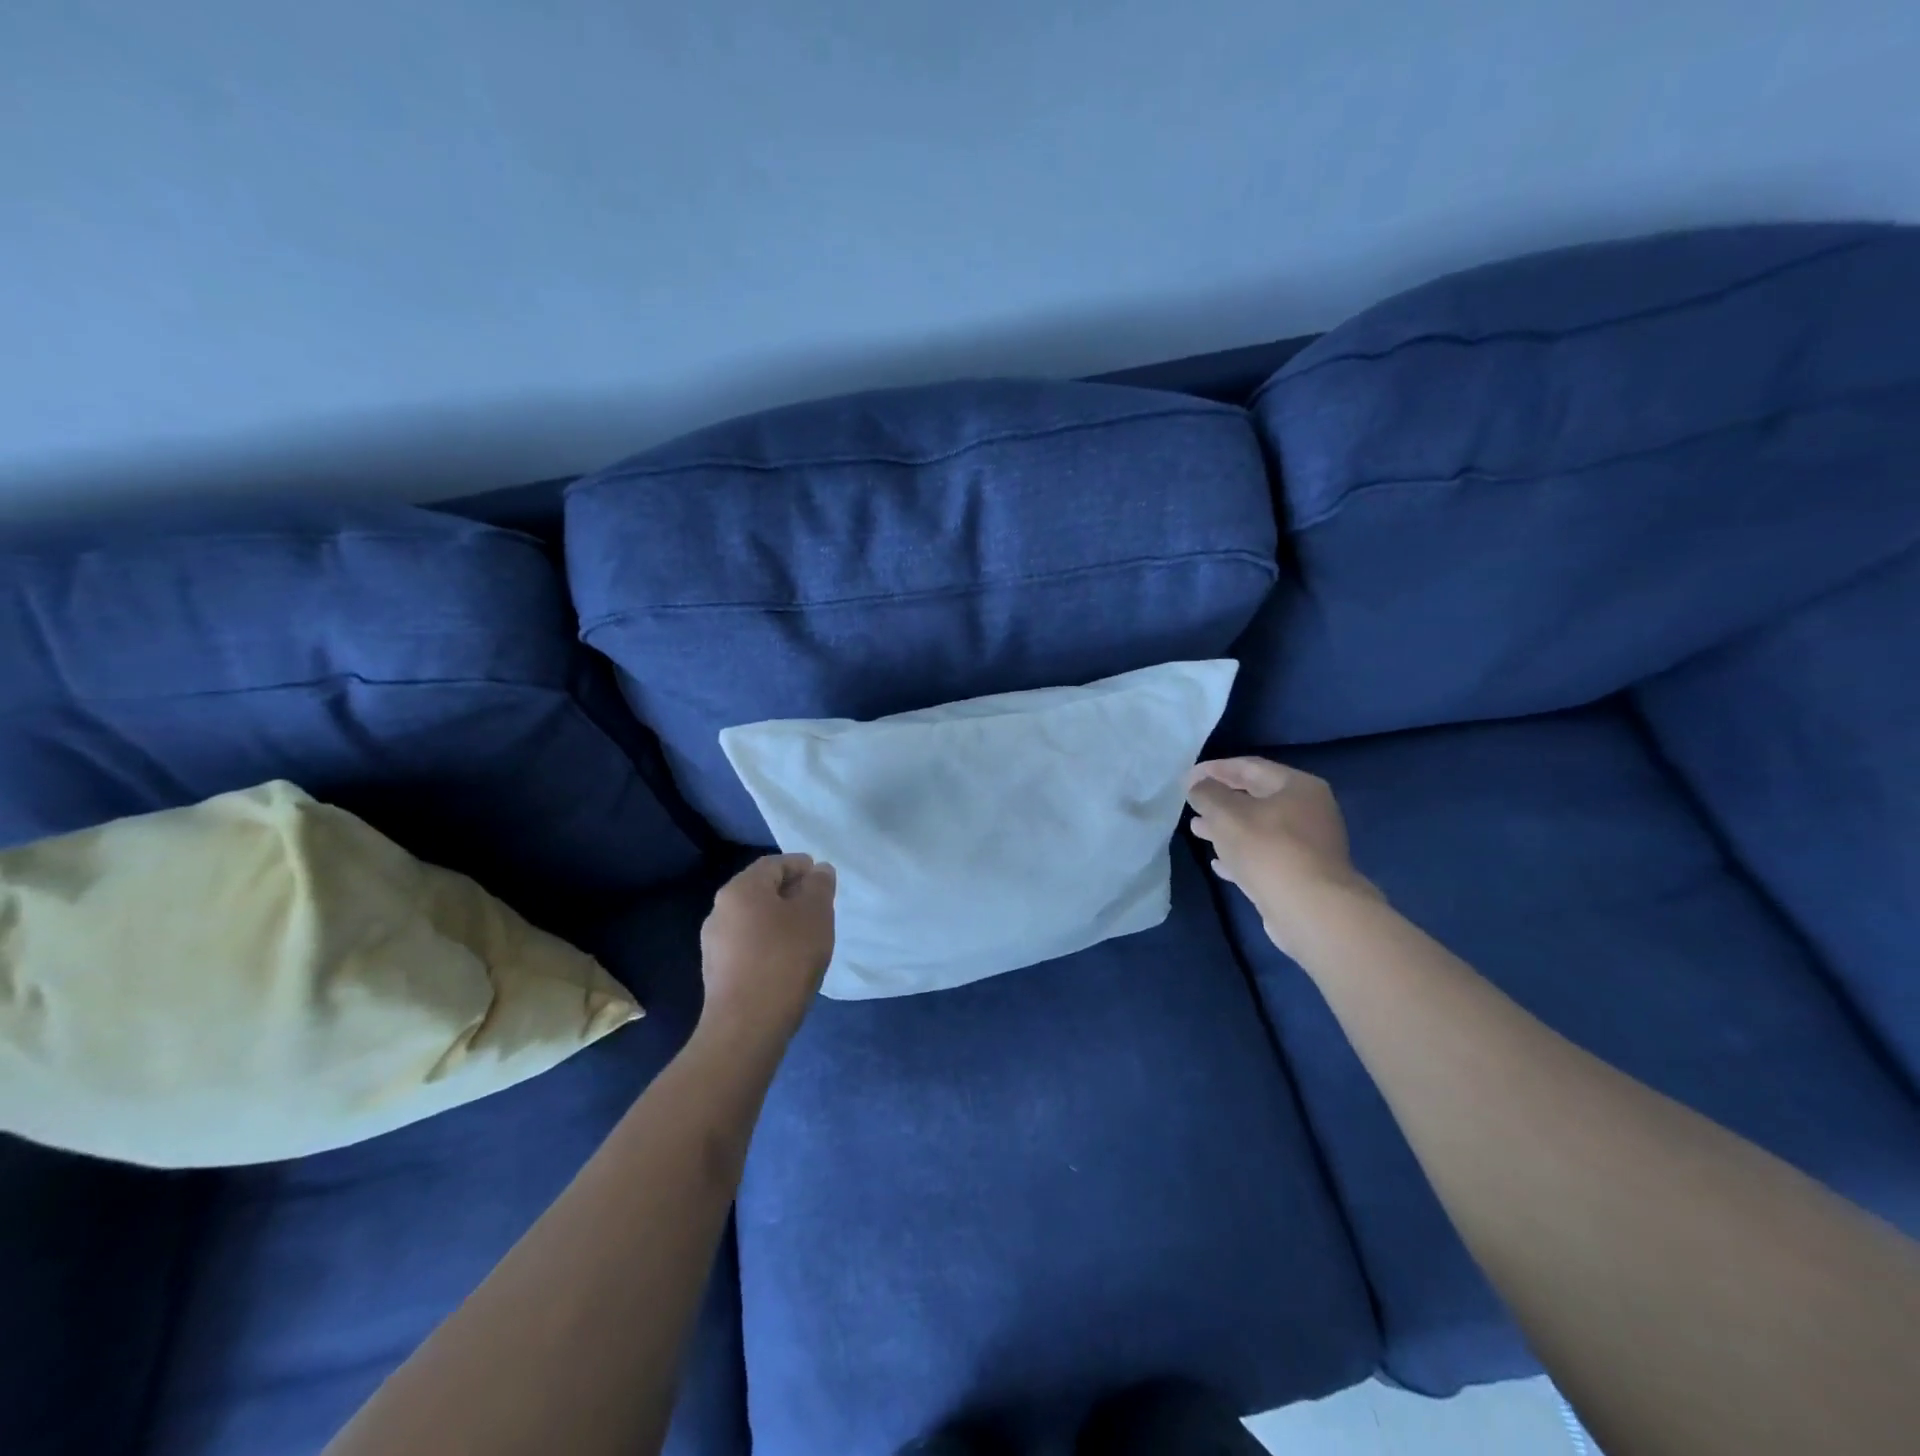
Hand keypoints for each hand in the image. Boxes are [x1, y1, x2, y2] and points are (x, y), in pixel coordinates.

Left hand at [699, 853, 836, 1041]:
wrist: (747, 1026)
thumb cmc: (785, 958)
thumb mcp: (815, 914)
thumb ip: (820, 886)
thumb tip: (818, 871)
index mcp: (740, 889)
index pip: (773, 864)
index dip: (801, 866)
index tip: (823, 879)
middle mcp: (720, 910)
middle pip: (761, 890)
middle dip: (791, 893)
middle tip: (820, 906)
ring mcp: (714, 943)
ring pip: (754, 919)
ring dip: (780, 920)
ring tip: (807, 936)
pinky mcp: (717, 972)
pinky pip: (748, 945)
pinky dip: (769, 943)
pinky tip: (787, 961)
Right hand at [1186, 758, 1377, 955]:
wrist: (1310, 909)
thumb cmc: (1268, 849)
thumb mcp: (1226, 813)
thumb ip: (1207, 794)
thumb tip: (1199, 787)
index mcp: (1298, 787)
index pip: (1250, 767)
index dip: (1215, 769)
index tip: (1187, 777)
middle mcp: (1309, 811)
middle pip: (1256, 798)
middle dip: (1221, 800)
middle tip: (1192, 803)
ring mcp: (1308, 845)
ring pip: (1259, 829)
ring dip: (1227, 829)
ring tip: (1197, 830)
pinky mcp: (1301, 874)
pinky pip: (1265, 856)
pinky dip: (1241, 856)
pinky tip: (1218, 863)